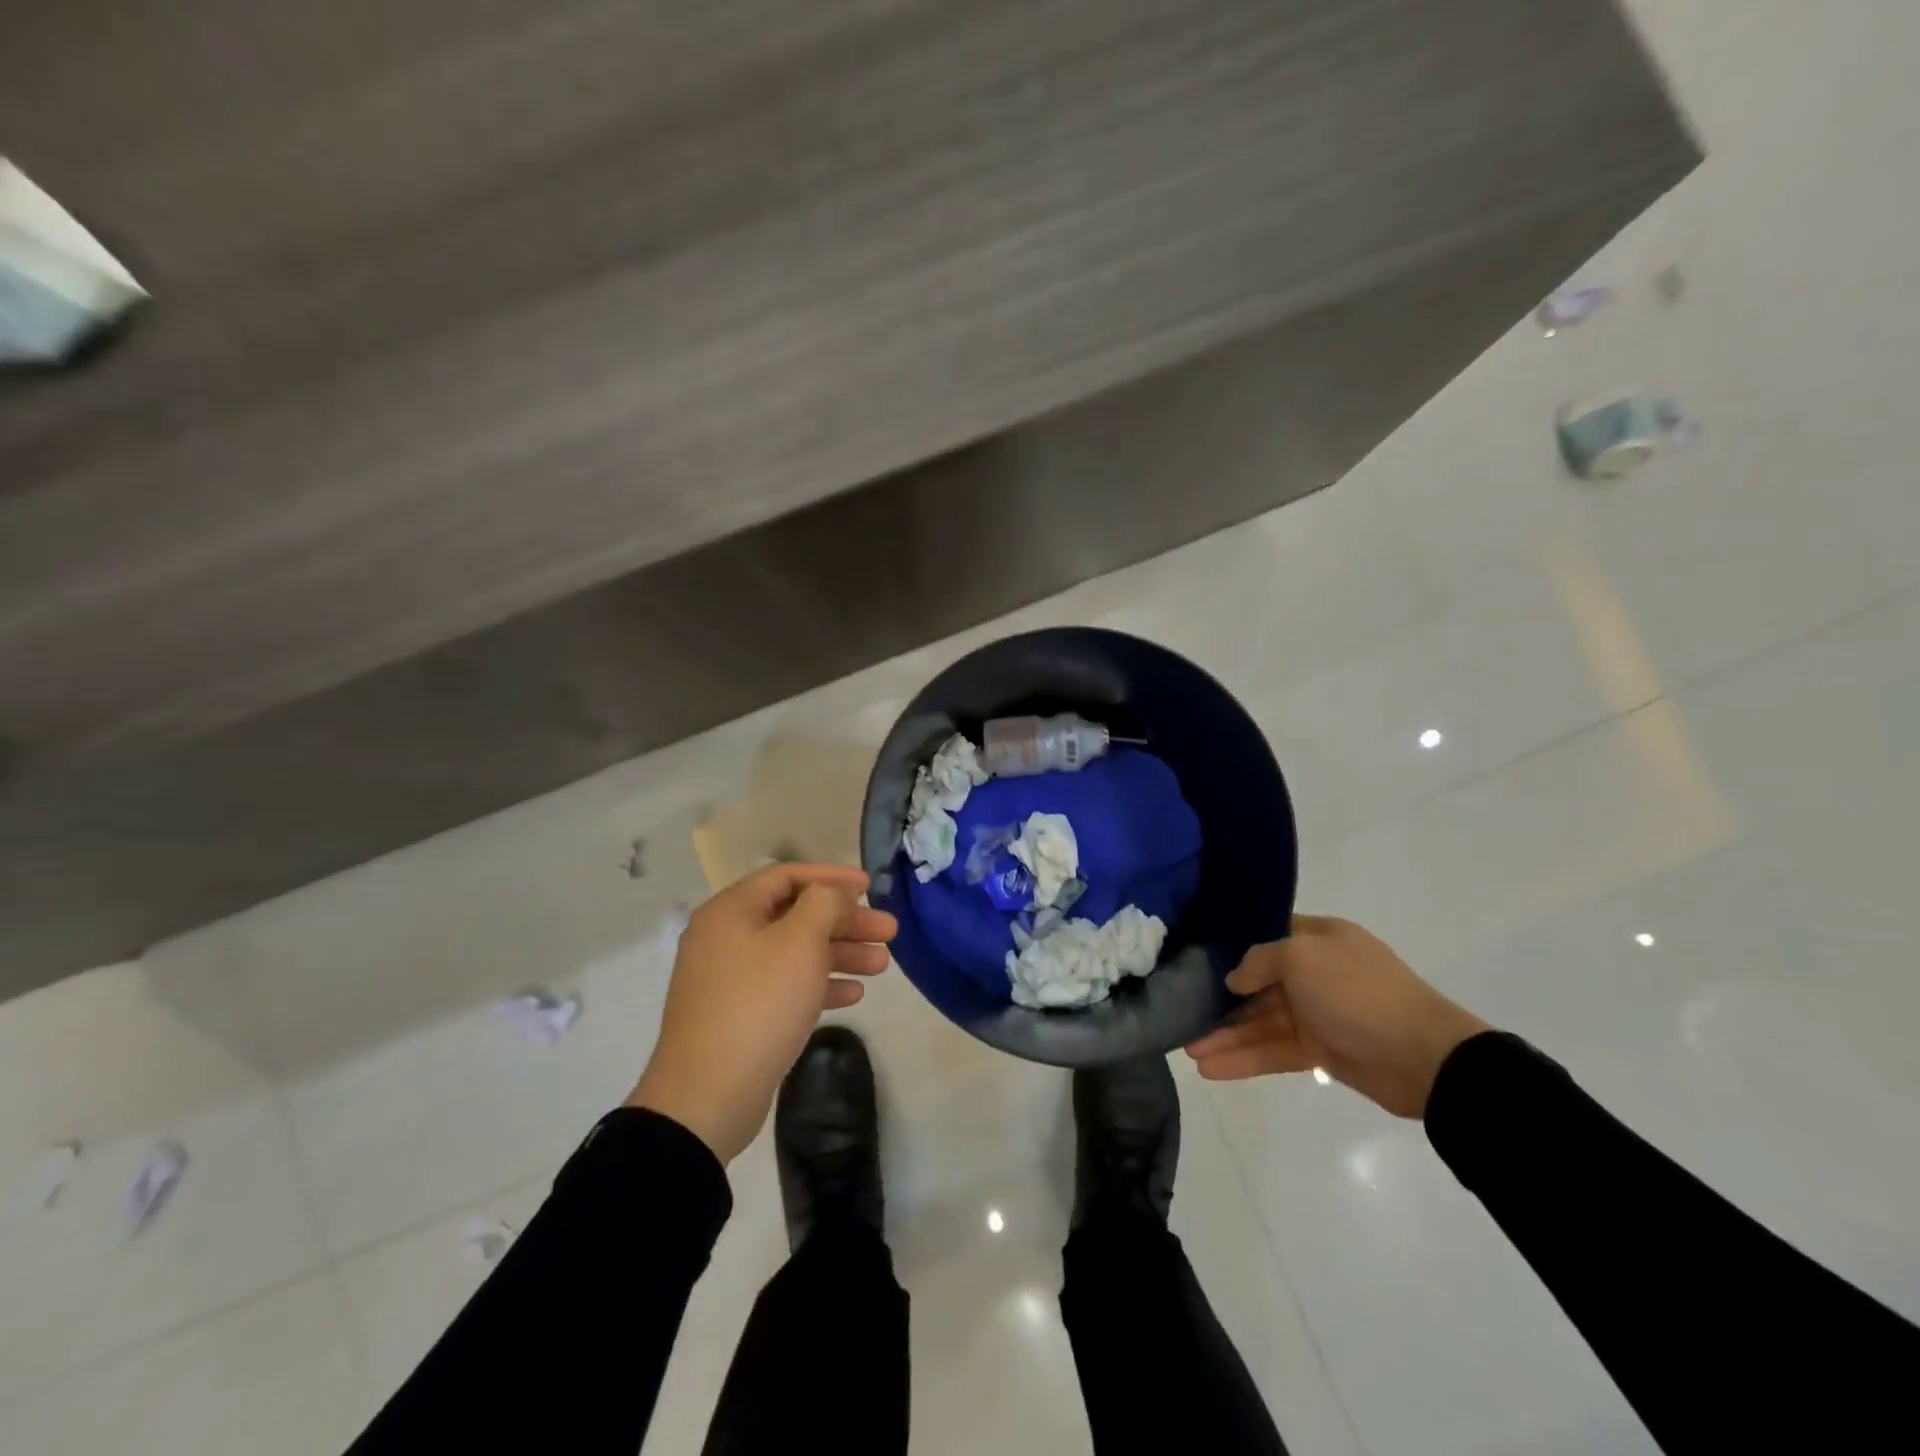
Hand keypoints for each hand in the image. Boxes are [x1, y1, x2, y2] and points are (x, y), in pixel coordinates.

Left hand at [628, 863, 896, 1162]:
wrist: (707, 1096)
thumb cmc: (759, 1003)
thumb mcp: (799, 941)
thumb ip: (824, 904)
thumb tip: (832, 894)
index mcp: (731, 911)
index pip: (787, 876)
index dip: (832, 878)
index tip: (870, 886)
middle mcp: (726, 937)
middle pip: (795, 915)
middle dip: (845, 921)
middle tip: (889, 932)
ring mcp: (731, 979)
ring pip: (795, 953)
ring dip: (840, 953)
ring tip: (883, 965)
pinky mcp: (739, 1015)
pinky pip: (786, 986)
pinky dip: (820, 984)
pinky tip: (854, 994)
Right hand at [1184, 914, 1489, 1117]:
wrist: (1425, 1058)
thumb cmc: (1358, 991)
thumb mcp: (1301, 958)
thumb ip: (1260, 962)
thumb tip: (1236, 979)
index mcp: (1319, 939)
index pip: (1268, 935)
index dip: (1234, 944)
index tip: (1196, 955)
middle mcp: (1317, 972)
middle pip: (1259, 983)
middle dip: (1221, 999)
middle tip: (1182, 1011)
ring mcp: (1319, 1013)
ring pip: (1262, 1022)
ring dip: (1227, 1035)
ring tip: (1188, 1051)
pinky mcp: (1322, 1052)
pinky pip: (1275, 1051)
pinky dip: (1245, 1059)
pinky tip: (1212, 1070)